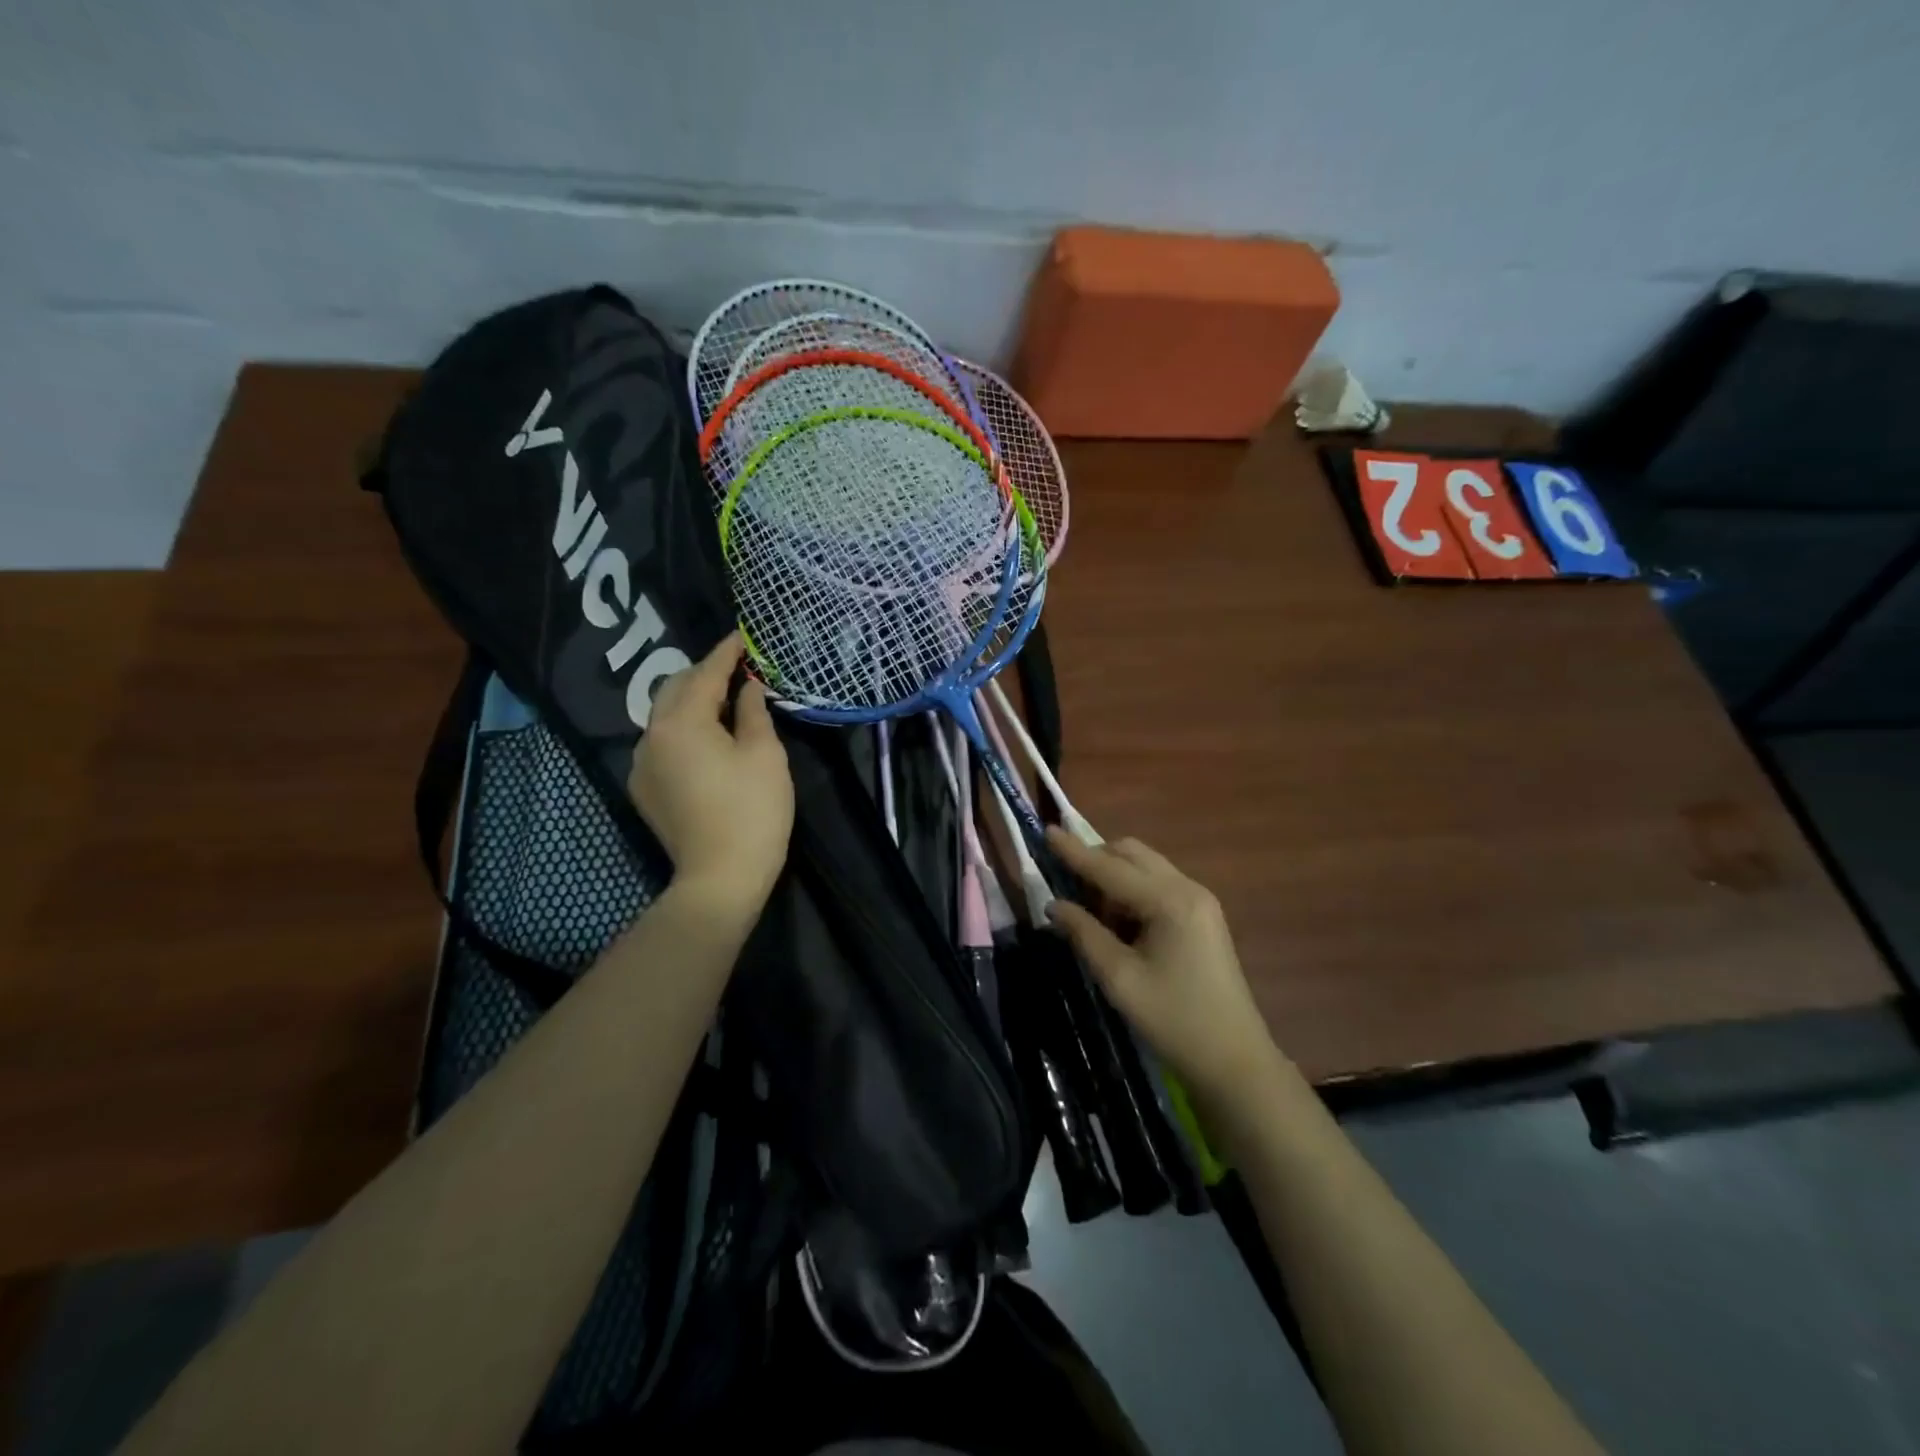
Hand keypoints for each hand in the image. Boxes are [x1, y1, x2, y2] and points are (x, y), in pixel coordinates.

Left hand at [629, 633, 793, 916]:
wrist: (720, 878)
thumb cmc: (752, 811)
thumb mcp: (764, 754)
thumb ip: (752, 712)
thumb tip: (748, 687)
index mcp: (682, 722)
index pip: (705, 673)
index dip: (726, 653)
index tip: (742, 636)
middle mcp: (651, 735)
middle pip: (674, 688)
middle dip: (704, 674)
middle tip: (737, 670)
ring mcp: (641, 763)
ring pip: (664, 716)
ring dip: (691, 702)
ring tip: (724, 702)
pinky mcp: (643, 788)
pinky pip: (661, 743)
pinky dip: (683, 730)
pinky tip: (707, 740)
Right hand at [1046, 830, 1280, 1103]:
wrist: (1235, 1061)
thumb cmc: (1174, 1020)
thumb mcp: (1120, 978)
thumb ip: (1084, 934)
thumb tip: (1054, 905)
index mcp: (1169, 901)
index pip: (1110, 867)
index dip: (1074, 851)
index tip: (1045, 830)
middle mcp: (1188, 889)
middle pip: (1132, 854)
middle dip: (1096, 860)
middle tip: (1065, 884)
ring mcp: (1200, 900)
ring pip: (1145, 867)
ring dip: (1114, 877)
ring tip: (1091, 914)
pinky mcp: (1202, 916)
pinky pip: (1158, 885)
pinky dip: (1132, 892)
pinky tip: (1119, 923)